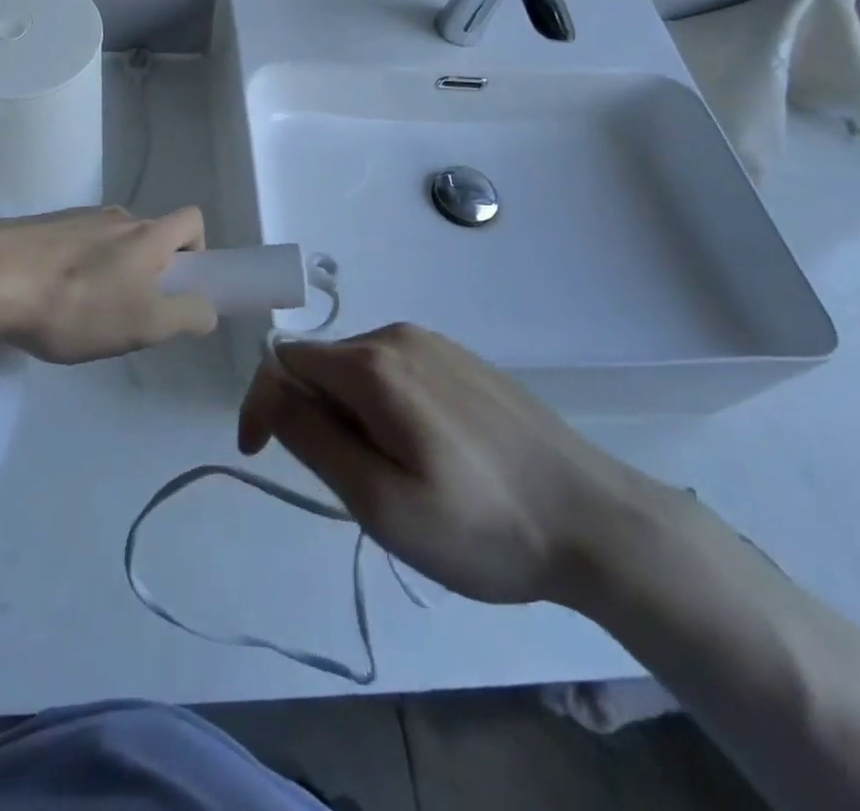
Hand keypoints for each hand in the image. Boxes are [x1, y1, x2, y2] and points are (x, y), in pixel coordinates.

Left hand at [0, 205, 218, 363]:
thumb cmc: (77, 303)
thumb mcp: (145, 324)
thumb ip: (187, 316)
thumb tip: (205, 309)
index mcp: (147, 233)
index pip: (192, 220)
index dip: (196, 251)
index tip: (177, 287)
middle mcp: (115, 216)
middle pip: (148, 235)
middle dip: (148, 271)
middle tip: (128, 312)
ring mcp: (74, 217)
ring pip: (109, 243)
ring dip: (108, 272)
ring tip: (81, 313)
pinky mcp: (40, 227)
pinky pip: (73, 247)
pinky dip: (74, 270)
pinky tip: (49, 302)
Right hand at [237, 323, 665, 605]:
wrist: (597, 521)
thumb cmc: (482, 525)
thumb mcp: (379, 501)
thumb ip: (311, 437)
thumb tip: (269, 390)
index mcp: (372, 364)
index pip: (282, 360)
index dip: (261, 405)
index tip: (262, 456)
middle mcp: (397, 335)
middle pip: (320, 365)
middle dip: (313, 417)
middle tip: (354, 485)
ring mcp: (434, 344)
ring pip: (357, 370)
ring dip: (350, 416)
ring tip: (395, 477)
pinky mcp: (462, 360)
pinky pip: (395, 373)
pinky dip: (384, 409)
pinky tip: (428, 456)